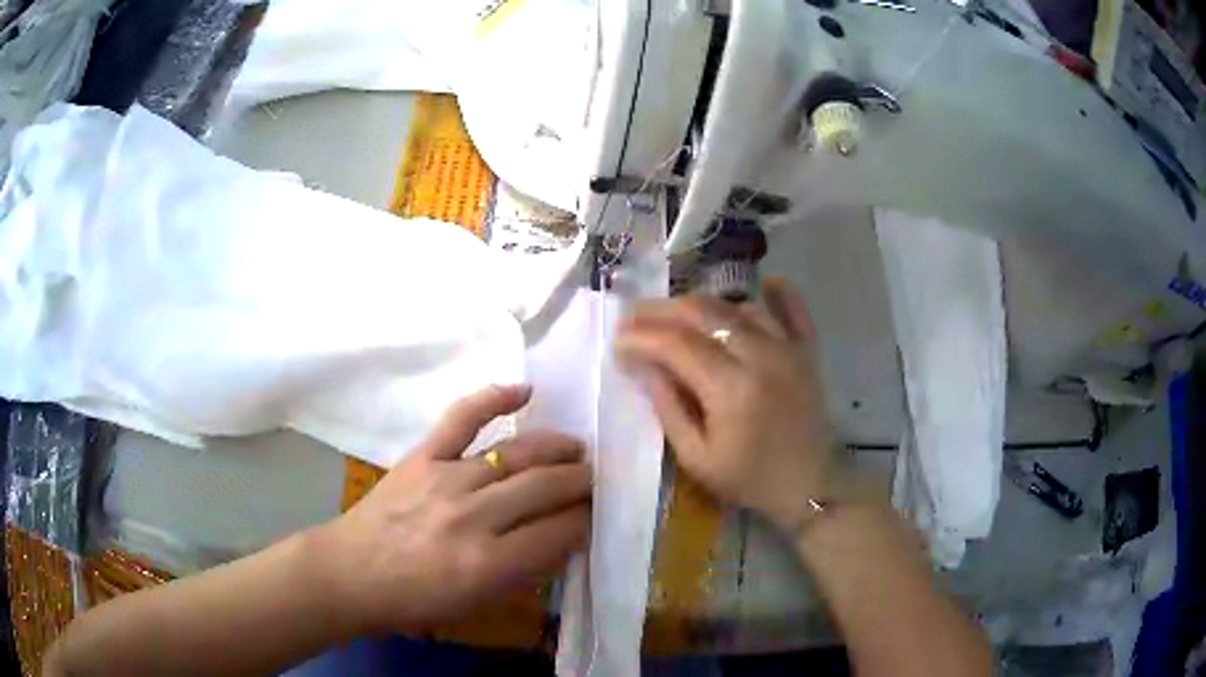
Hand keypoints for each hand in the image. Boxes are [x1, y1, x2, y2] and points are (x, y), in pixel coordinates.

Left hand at [313, 385, 590, 635]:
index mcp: (489, 564)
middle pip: (546, 487)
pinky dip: (494, 398)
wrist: (351, 573)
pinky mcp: (423, 456)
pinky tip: (525, 391)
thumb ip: (525, 571)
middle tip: (593, 481)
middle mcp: (474, 516)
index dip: (585, 521)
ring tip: (575, 450)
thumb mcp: (477, 602)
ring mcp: (447, 479)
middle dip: (580, 482)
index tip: (593, 516)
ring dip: (556, 449)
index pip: (560, 531)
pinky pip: (463, 418)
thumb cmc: (414, 601)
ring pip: (519, 453)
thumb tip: (563, 538)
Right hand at [615, 278, 841, 531]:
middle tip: (634, 318)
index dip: (640, 336)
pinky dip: (775, 291)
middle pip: (703, 312)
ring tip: (676, 314)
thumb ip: (668, 408)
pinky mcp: (807, 349)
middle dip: (661, 311)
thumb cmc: (750, 479)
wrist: (811, 486)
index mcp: (730, 388)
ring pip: (737, 305)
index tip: (617, 340)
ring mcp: (788, 347)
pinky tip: (757, 285)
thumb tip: (644, 365)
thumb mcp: (697, 458)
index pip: (675, 343)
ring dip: (701, 304)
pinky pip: (792, 306)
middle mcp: (760, 355)